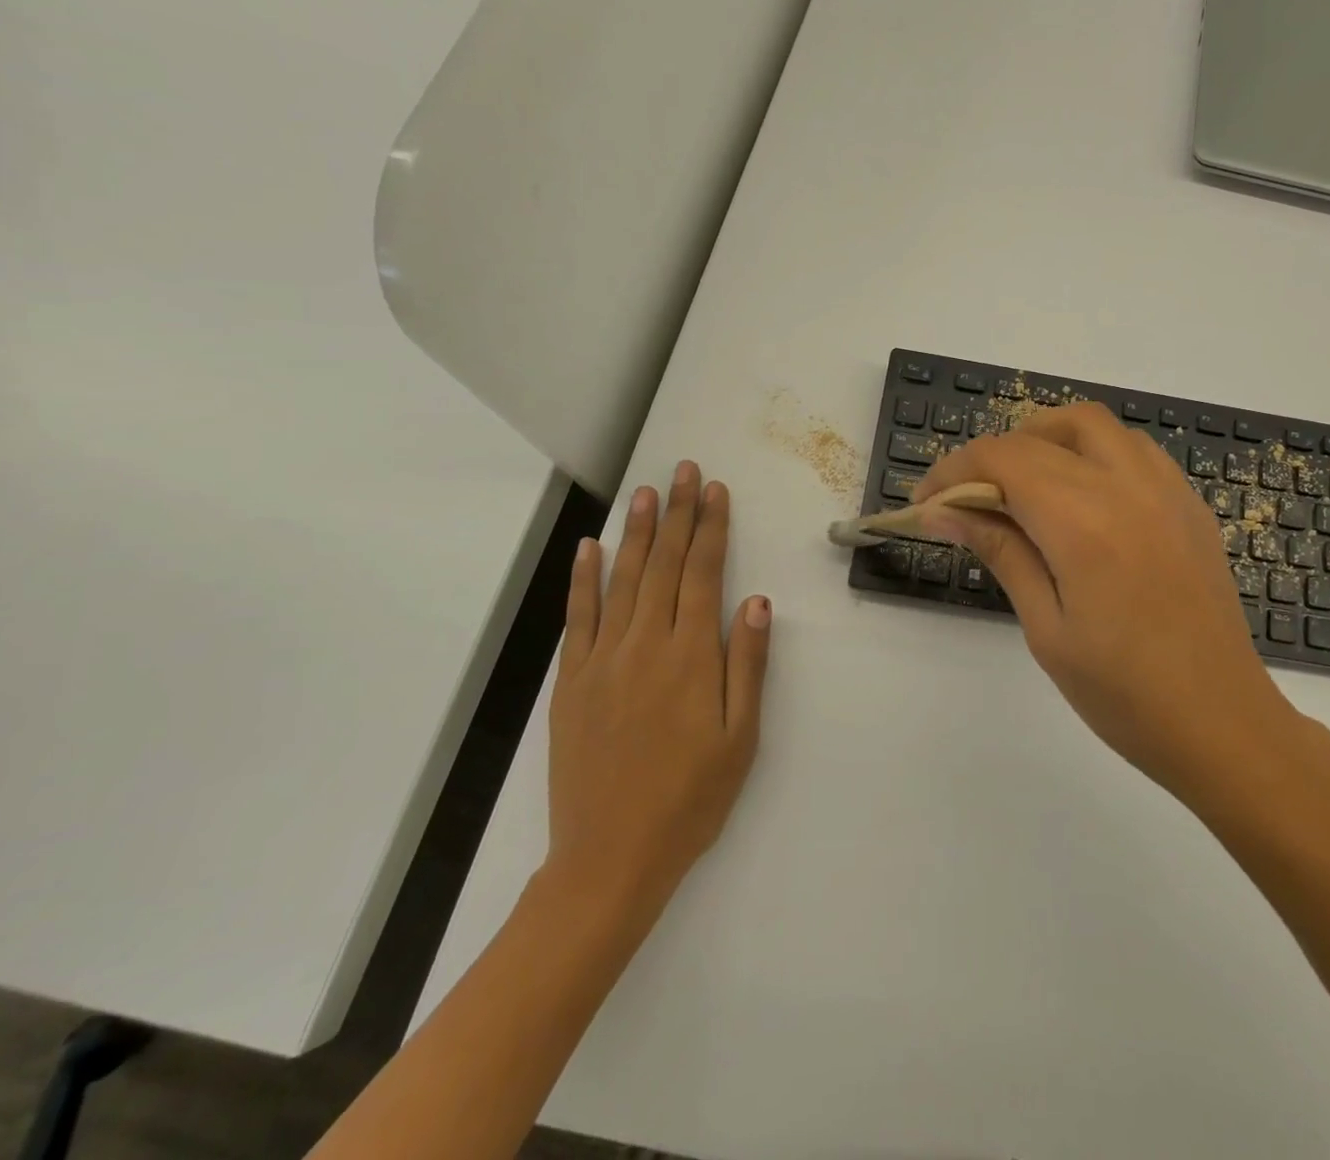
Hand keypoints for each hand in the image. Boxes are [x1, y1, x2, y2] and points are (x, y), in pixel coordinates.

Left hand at [544, 460, 770, 914]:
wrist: (610, 858)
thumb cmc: (691, 799)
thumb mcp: (741, 739)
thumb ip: (748, 665)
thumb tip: (757, 602)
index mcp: (692, 657)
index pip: (703, 574)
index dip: (711, 528)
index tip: (715, 491)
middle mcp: (646, 645)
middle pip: (665, 565)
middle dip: (678, 513)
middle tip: (683, 470)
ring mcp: (603, 660)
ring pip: (623, 580)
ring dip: (637, 532)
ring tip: (646, 492)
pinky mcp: (572, 682)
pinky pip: (579, 618)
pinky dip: (584, 579)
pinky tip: (591, 548)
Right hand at [912, 404, 1316, 809]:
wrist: (1224, 724)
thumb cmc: (1124, 694)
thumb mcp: (1046, 627)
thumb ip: (1000, 551)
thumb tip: (944, 511)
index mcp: (1083, 521)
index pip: (1001, 459)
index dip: (952, 472)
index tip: (924, 504)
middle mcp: (1127, 486)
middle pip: (1042, 433)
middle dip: (991, 455)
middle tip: (968, 500)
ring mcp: (1166, 489)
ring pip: (1092, 425)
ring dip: (1044, 440)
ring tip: (1020, 488)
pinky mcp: (1189, 504)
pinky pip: (1131, 449)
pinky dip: (1090, 453)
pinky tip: (1080, 499)